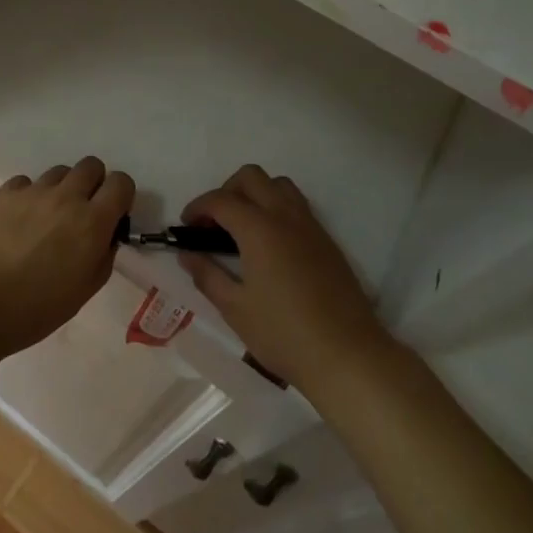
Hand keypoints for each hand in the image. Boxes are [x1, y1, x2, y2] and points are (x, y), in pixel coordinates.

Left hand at [0, 156, 133, 359]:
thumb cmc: (34, 309)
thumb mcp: (84, 291)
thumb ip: (102, 256)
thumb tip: (105, 236)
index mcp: (92, 222)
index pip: (121, 183)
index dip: (121, 196)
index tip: (111, 215)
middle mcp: (66, 197)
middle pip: (91, 166)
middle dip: (93, 184)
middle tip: (81, 213)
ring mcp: (32, 192)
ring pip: (59, 172)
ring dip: (61, 189)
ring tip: (46, 219)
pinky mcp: (3, 193)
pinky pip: (26, 183)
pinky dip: (29, 196)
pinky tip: (18, 221)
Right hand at [181, 165, 385, 393]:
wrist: (347, 355)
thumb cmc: (283, 334)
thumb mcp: (235, 308)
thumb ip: (207, 275)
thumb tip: (187, 254)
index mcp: (259, 229)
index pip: (221, 200)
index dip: (198, 207)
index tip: (185, 227)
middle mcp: (285, 216)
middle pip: (251, 177)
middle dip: (226, 191)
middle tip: (214, 223)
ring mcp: (310, 225)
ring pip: (279, 185)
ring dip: (255, 194)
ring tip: (242, 227)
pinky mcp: (327, 240)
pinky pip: (297, 205)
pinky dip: (276, 208)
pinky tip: (270, 245)